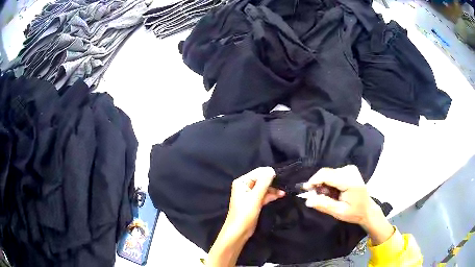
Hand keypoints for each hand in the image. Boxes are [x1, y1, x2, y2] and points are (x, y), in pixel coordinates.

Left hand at [225, 167, 285, 237]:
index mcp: (242, 182)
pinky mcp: (254, 202)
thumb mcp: (255, 197)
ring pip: (264, 188)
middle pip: (261, 179)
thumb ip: (264, 183)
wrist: (239, 231)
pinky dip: (271, 195)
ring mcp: (250, 194)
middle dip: (272, 181)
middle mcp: (245, 186)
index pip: (258, 172)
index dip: (269, 174)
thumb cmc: (245, 213)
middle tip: (285, 183)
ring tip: (284, 191)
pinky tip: (280, 195)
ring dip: (273, 189)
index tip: (282, 177)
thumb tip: (271, 169)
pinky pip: (264, 195)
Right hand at [303, 165, 393, 244]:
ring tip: (326, 197)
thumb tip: (307, 200)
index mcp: (349, 181)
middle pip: (326, 173)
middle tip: (316, 197)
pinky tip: (332, 192)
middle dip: (318, 185)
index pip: (326, 175)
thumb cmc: (355, 212)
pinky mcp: (349, 169)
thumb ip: (324, 204)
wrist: (368, 209)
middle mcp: (350, 170)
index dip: (313, 181)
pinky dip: (328, 183)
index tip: (304, 191)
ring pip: (328, 173)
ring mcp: (350, 168)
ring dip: (323, 184)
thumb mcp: (339, 212)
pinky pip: (333, 174)